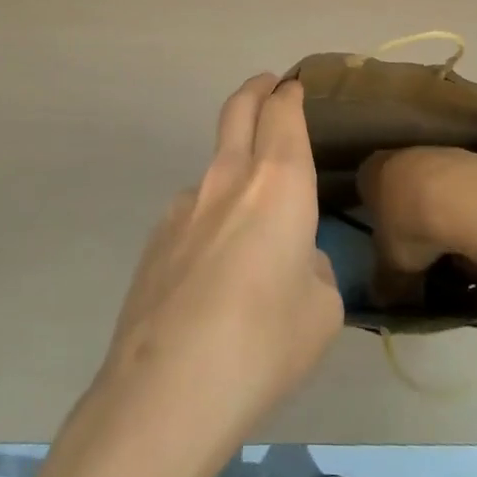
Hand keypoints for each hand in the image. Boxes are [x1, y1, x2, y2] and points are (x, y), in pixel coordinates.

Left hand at [0, 76, 341, 476]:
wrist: (167, 391)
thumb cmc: (264, 343)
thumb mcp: (321, 311)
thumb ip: (313, 268)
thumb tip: (295, 260)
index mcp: (278, 182)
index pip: (283, 113)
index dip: (290, 95)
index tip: (294, 88)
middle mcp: (228, 178)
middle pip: (239, 109)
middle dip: (256, 90)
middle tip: (267, 85)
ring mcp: (184, 205)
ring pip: (215, 165)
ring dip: (234, 167)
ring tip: (249, 219)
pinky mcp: (155, 238)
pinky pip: (193, 211)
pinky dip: (210, 217)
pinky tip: (213, 271)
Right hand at [356, 145, 476, 309]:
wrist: (462, 199)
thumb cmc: (411, 227)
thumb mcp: (391, 265)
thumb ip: (384, 282)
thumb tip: (379, 299)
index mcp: (372, 172)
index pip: (367, 191)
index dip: (378, 220)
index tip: (390, 245)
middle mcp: (401, 155)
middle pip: (405, 191)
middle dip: (415, 222)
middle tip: (425, 255)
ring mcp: (437, 154)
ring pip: (436, 192)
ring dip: (444, 221)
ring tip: (458, 257)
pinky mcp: (471, 159)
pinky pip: (465, 193)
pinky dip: (469, 215)